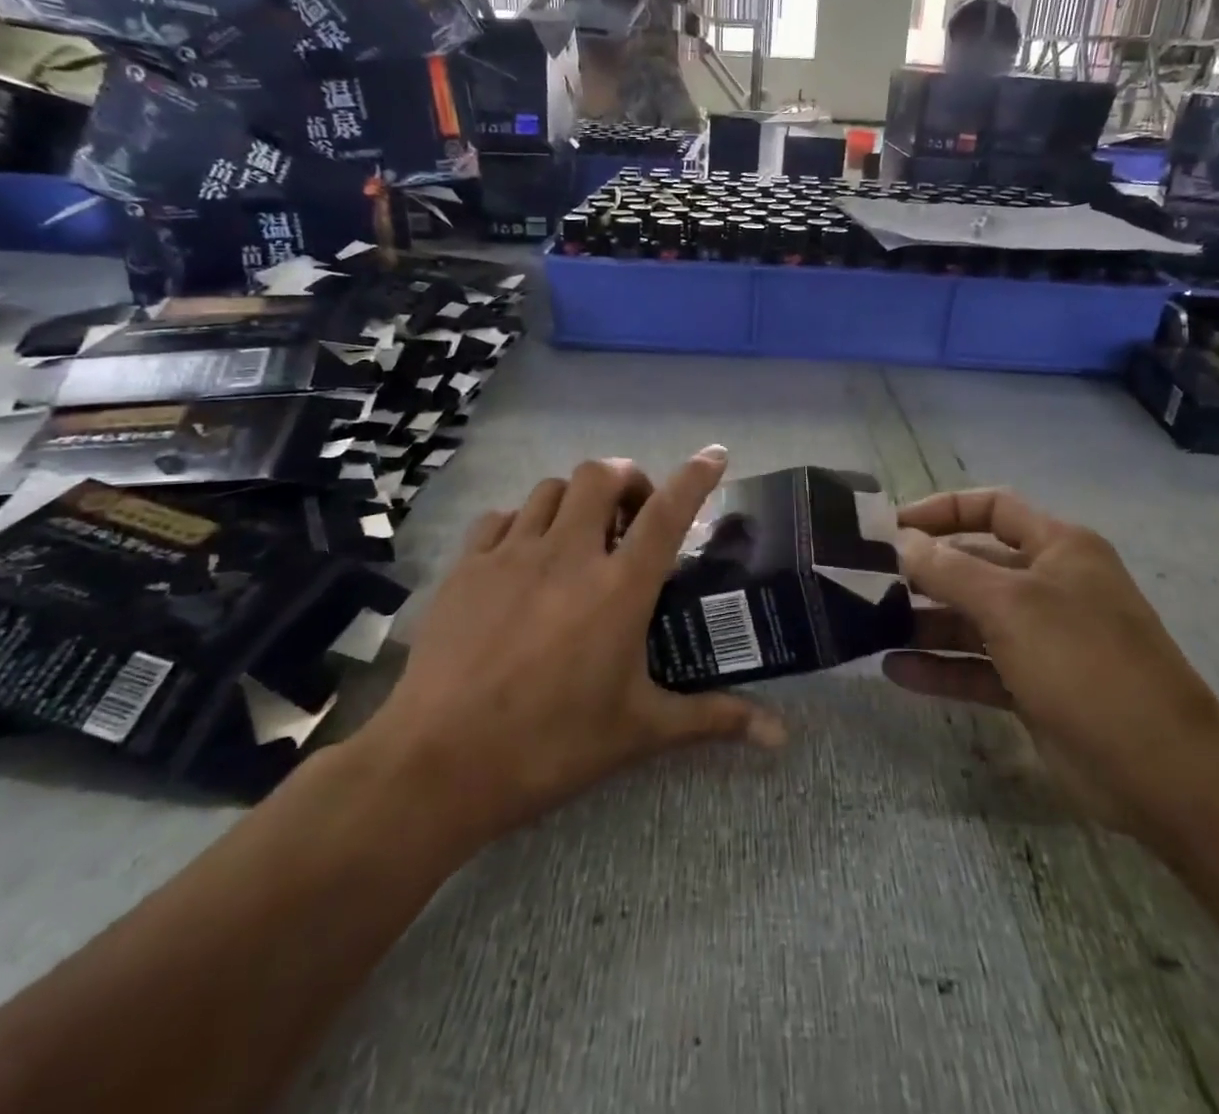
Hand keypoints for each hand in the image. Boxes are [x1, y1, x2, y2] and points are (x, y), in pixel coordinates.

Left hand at [360, 447, 785, 844]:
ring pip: (551, 488)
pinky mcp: (467, 567)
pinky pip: (501, 517)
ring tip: (581, 533)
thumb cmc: (552, 745)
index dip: (696, 474)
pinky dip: (523, 522)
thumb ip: (712, 719)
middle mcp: (569, 554)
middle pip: (601, 475)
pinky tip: (524, 554)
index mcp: (619, 588)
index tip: (714, 454)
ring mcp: (512, 554)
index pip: (668, 511)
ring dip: (576, 498)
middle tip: (634, 513)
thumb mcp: (640, 731)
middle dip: (627, 478)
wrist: (439, 764)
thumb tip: (779, 736)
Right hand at [882, 489, 1218, 830]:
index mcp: (1058, 548)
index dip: (942, 510)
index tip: (892, 528)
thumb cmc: (1084, 662)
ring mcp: (1042, 639)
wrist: (1162, 772)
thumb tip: (902, 541)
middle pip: (975, 564)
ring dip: (925, 622)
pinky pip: (977, 667)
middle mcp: (1049, 586)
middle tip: (866, 580)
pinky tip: (895, 671)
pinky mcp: (1033, 687)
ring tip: (870, 625)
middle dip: (925, 571)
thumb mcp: (1011, 605)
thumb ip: (949, 569)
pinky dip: (940, 668)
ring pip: (971, 619)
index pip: (993, 508)